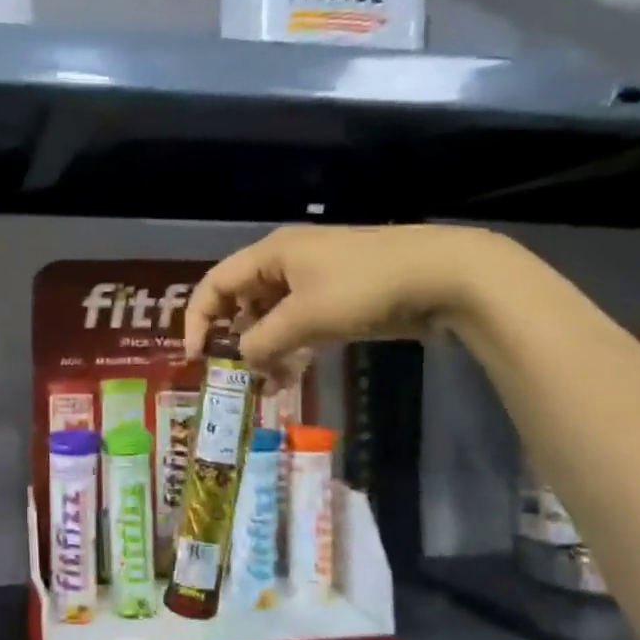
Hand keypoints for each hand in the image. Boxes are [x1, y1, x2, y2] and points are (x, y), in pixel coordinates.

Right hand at [184, 224, 515, 378]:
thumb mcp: (306, 316)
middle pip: (242, 302)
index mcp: (271, 255)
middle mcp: (286, 263)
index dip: (198, 319)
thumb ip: (263, 341)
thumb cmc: (364, 287)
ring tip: (271, 384)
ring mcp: (314, 281)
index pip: (216, 284)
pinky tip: (294, 375)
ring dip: (266, 350)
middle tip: (239, 376)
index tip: (197, 358)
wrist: (442, 276)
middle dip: (236, 340)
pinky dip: (291, 349)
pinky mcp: (337, 299)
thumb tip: (243, 359)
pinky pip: (299, 325)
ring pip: (272, 317)